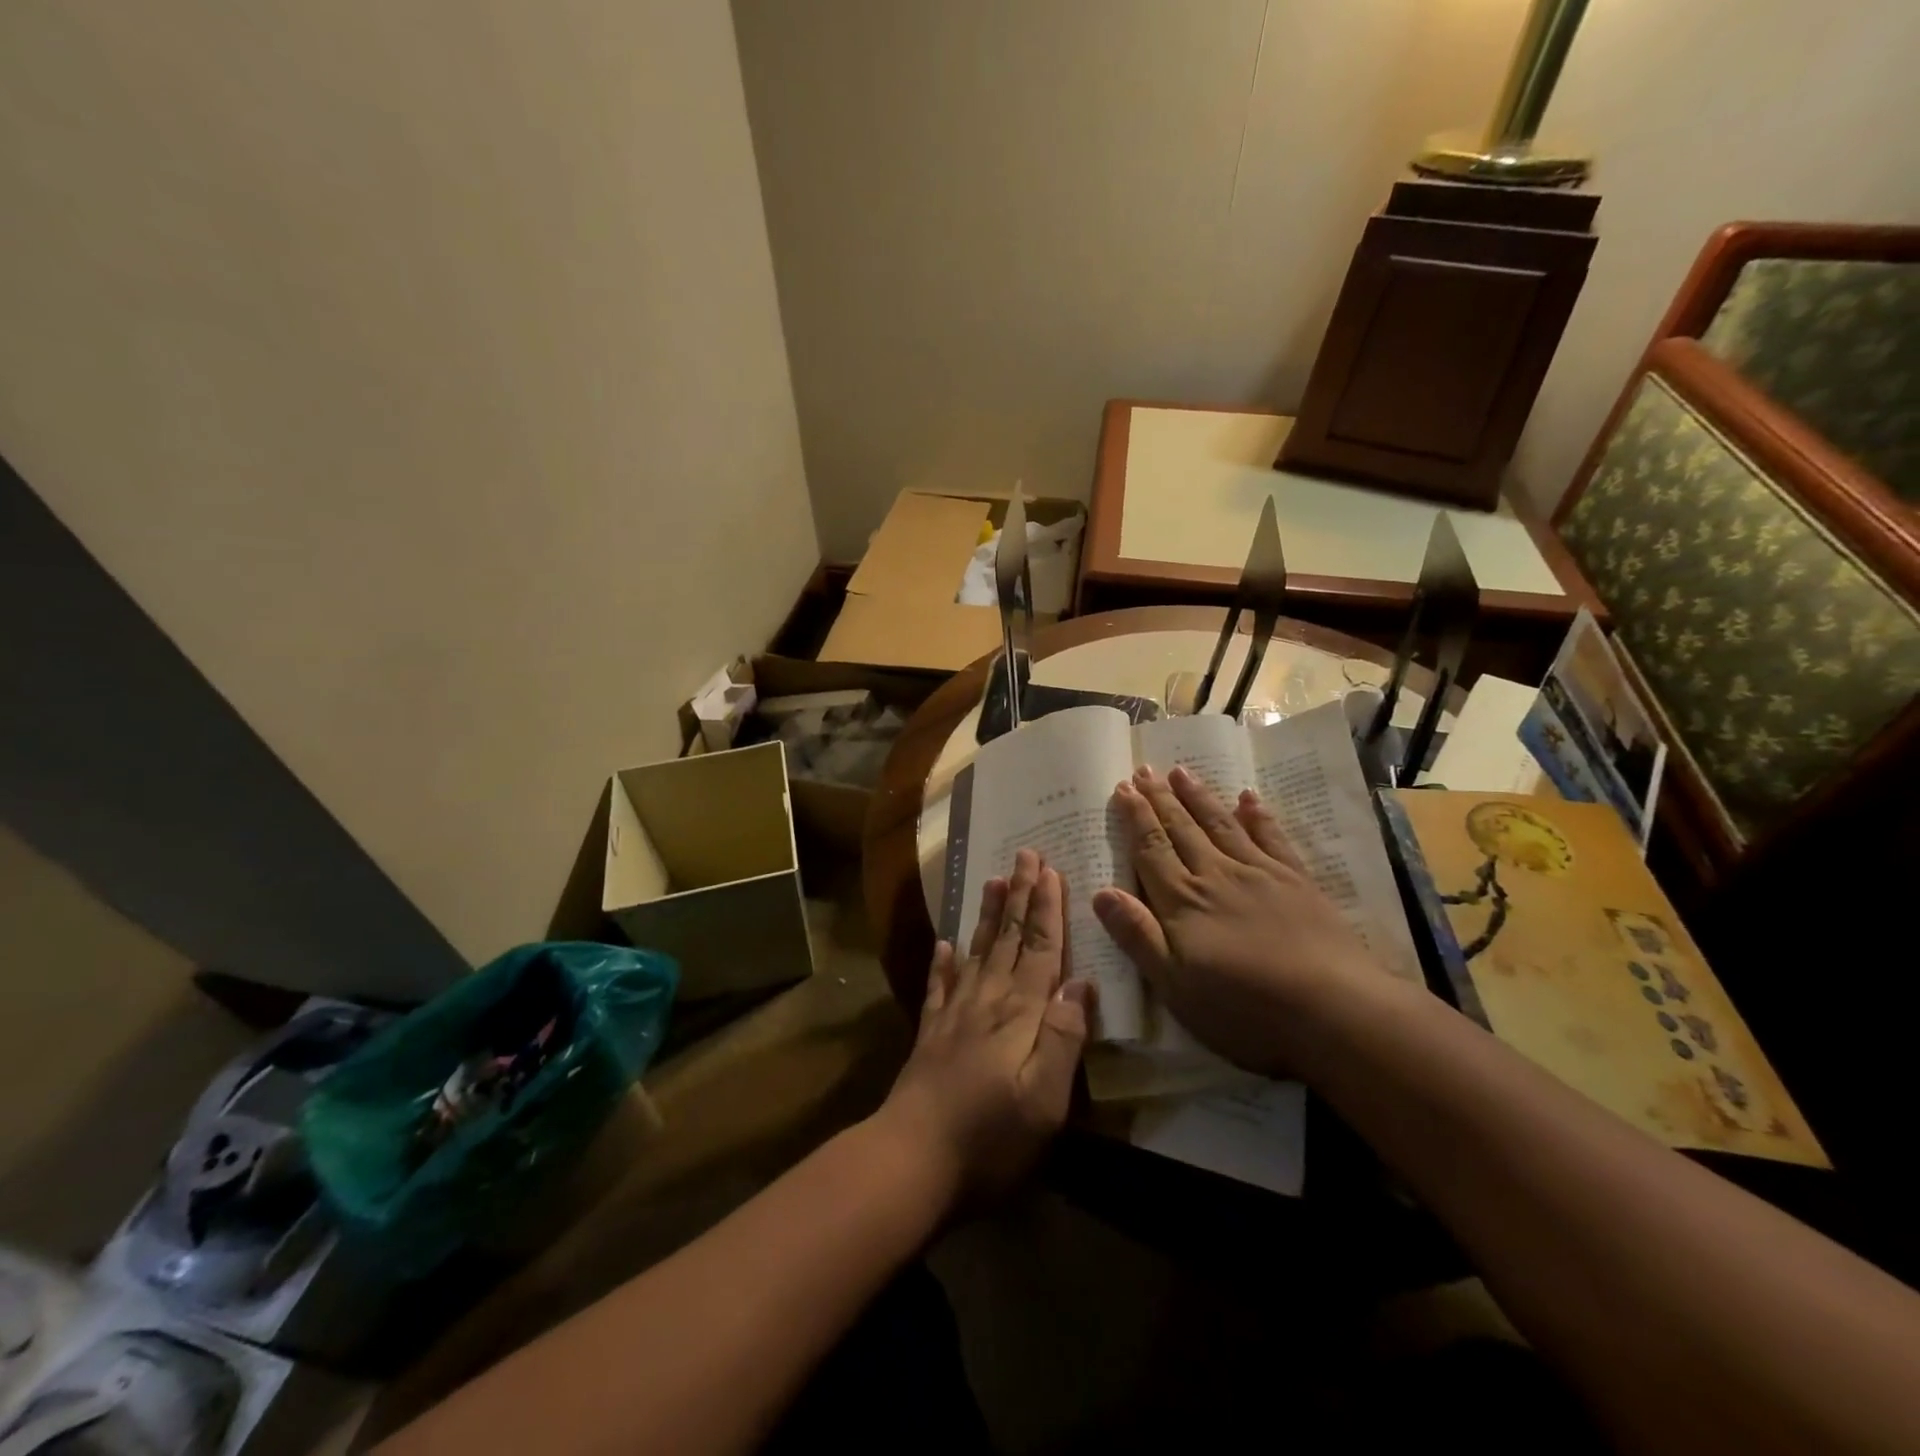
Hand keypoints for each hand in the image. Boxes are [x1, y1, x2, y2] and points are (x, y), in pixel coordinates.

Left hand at [879, 849, 1095, 1199]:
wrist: (911, 1160)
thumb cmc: (989, 1138)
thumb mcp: (1045, 1100)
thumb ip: (1063, 1037)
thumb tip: (1080, 981)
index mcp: (1019, 1014)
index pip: (1038, 950)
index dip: (1047, 910)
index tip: (1051, 871)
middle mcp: (986, 1002)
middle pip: (1007, 939)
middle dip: (1020, 896)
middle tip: (1025, 855)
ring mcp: (953, 1015)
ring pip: (976, 952)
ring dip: (987, 915)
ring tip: (993, 881)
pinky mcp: (930, 1034)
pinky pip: (939, 986)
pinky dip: (943, 962)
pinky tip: (943, 944)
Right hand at [1091, 764, 1381, 1074]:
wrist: (1333, 1010)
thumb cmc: (1244, 1008)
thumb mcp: (1175, 985)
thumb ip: (1137, 936)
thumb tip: (1100, 892)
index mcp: (1183, 902)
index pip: (1151, 850)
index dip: (1135, 818)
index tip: (1122, 788)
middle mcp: (1216, 876)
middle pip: (1181, 830)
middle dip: (1160, 799)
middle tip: (1144, 769)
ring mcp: (1259, 874)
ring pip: (1220, 825)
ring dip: (1198, 797)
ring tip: (1181, 771)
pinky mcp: (1296, 881)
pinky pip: (1271, 838)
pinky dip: (1257, 816)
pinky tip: (1247, 798)